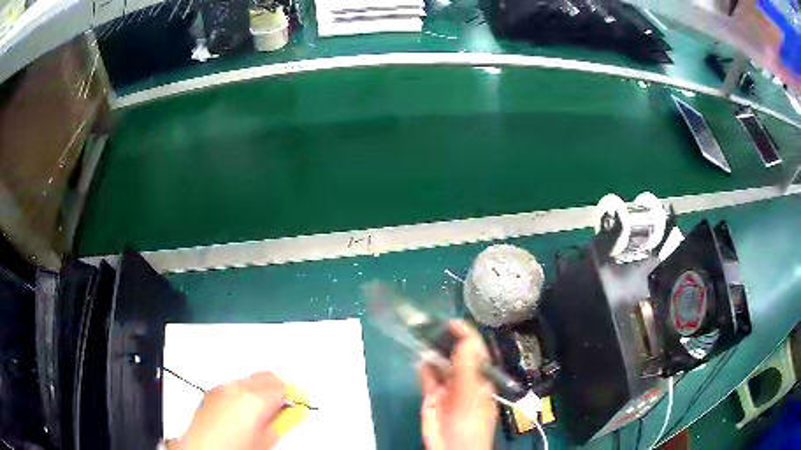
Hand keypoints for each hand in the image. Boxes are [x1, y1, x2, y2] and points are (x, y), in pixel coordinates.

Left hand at [171, 372, 286, 449]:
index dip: (293, 394)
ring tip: (261, 411)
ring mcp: (223, 388)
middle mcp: (238, 388)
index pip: (283, 385)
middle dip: (277, 388)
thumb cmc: (232, 448)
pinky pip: (233, 386)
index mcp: (255, 399)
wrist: (203, 448)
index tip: (297, 401)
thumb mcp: (267, 439)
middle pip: (266, 376)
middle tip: (282, 405)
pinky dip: (242, 393)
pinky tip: (242, 411)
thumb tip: (288, 414)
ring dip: (259, 390)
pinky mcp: (212, 392)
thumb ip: (280, 422)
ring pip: (249, 380)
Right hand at [419, 320, 496, 449]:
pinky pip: (427, 377)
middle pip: (455, 354)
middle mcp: (465, 379)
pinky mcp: (432, 397)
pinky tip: (419, 359)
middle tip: (429, 325)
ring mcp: (447, 388)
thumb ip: (467, 368)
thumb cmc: (470, 423)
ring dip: (431, 351)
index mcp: (481, 376)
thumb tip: (465, 339)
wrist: (452, 449)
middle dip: (444, 340)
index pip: (474, 349)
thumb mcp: (471, 394)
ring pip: (439, 364)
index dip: (465, 334)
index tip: (450, 321)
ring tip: (421, 336)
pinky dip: (423, 367)